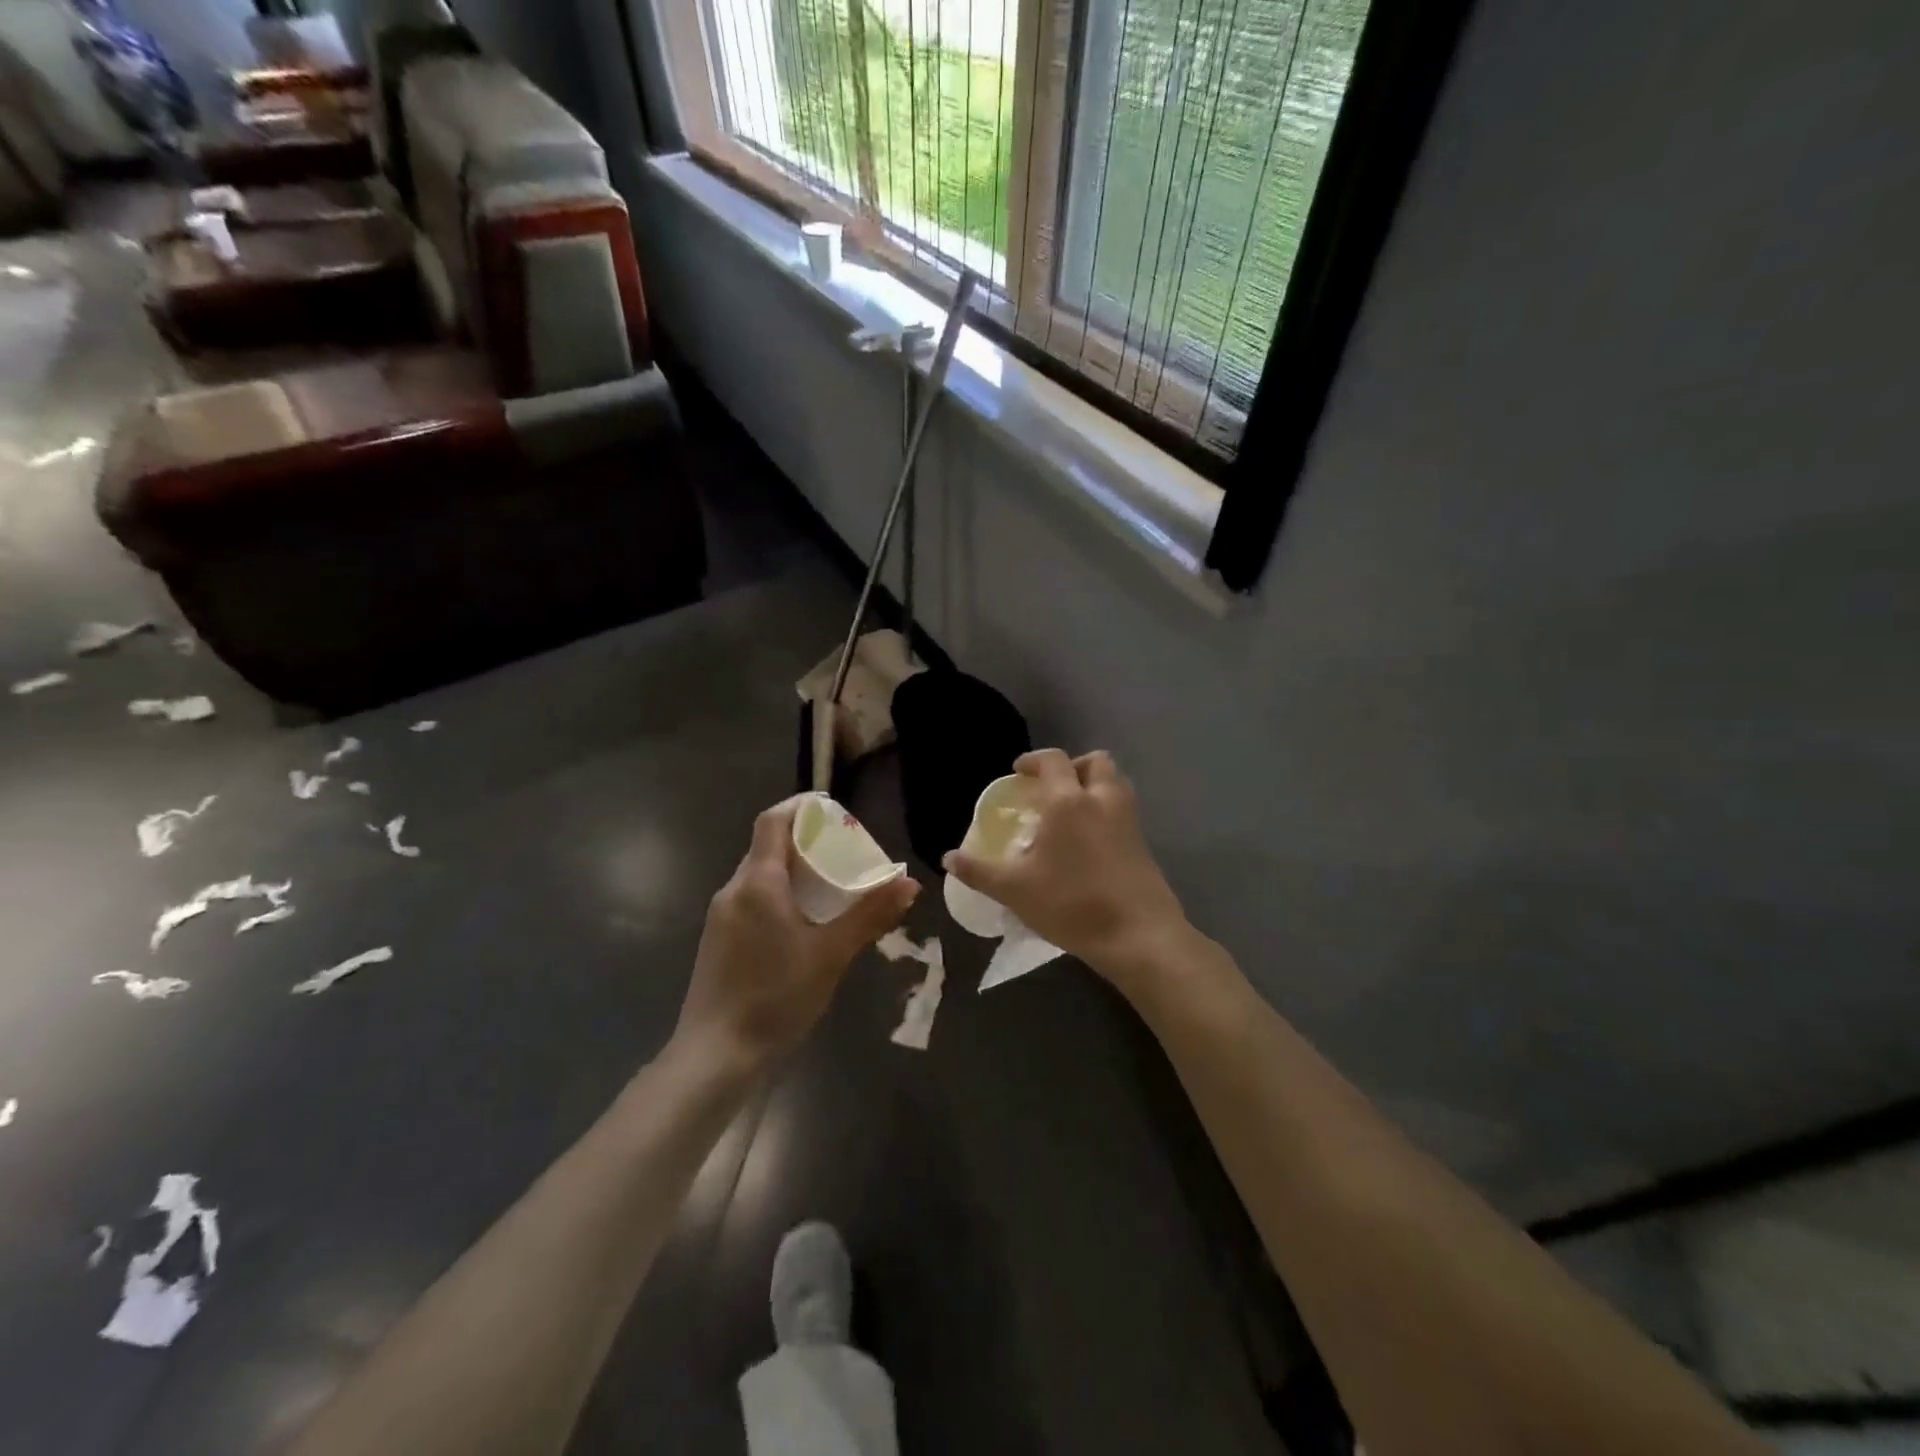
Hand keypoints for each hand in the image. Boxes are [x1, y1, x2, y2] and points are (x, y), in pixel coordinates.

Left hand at [675, 798, 918, 1076]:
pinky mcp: (718, 941)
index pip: (773, 821)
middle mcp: (733, 890)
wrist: (716, 1056)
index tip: (833, 811)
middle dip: (805, 842)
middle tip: (845, 854)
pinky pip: (752, 901)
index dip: (801, 807)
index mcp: (758, 882)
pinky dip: (779, 896)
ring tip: (831, 888)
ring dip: (793, 872)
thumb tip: (910, 883)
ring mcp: (721, 917)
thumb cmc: (776, 997)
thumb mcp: (831, 954)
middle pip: (768, 847)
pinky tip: (803, 924)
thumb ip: (870, 915)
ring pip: (760, 876)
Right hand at [944, 749, 1187, 981]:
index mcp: (1068, 801)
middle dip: (1072, 767)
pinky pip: (1124, 812)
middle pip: (1095, 762)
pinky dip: (1107, 813)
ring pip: (1115, 784)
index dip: (1033, 760)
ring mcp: (1128, 820)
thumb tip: (948, 858)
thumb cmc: (1071, 904)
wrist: (1138, 935)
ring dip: (1094, 786)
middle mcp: (1102, 800)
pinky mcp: (1144, 843)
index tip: (1018, 772)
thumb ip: (980, 872)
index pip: (1053, 760)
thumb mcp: (1015, 890)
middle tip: (1051, 789)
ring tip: (1072, 813)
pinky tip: (1090, 844)